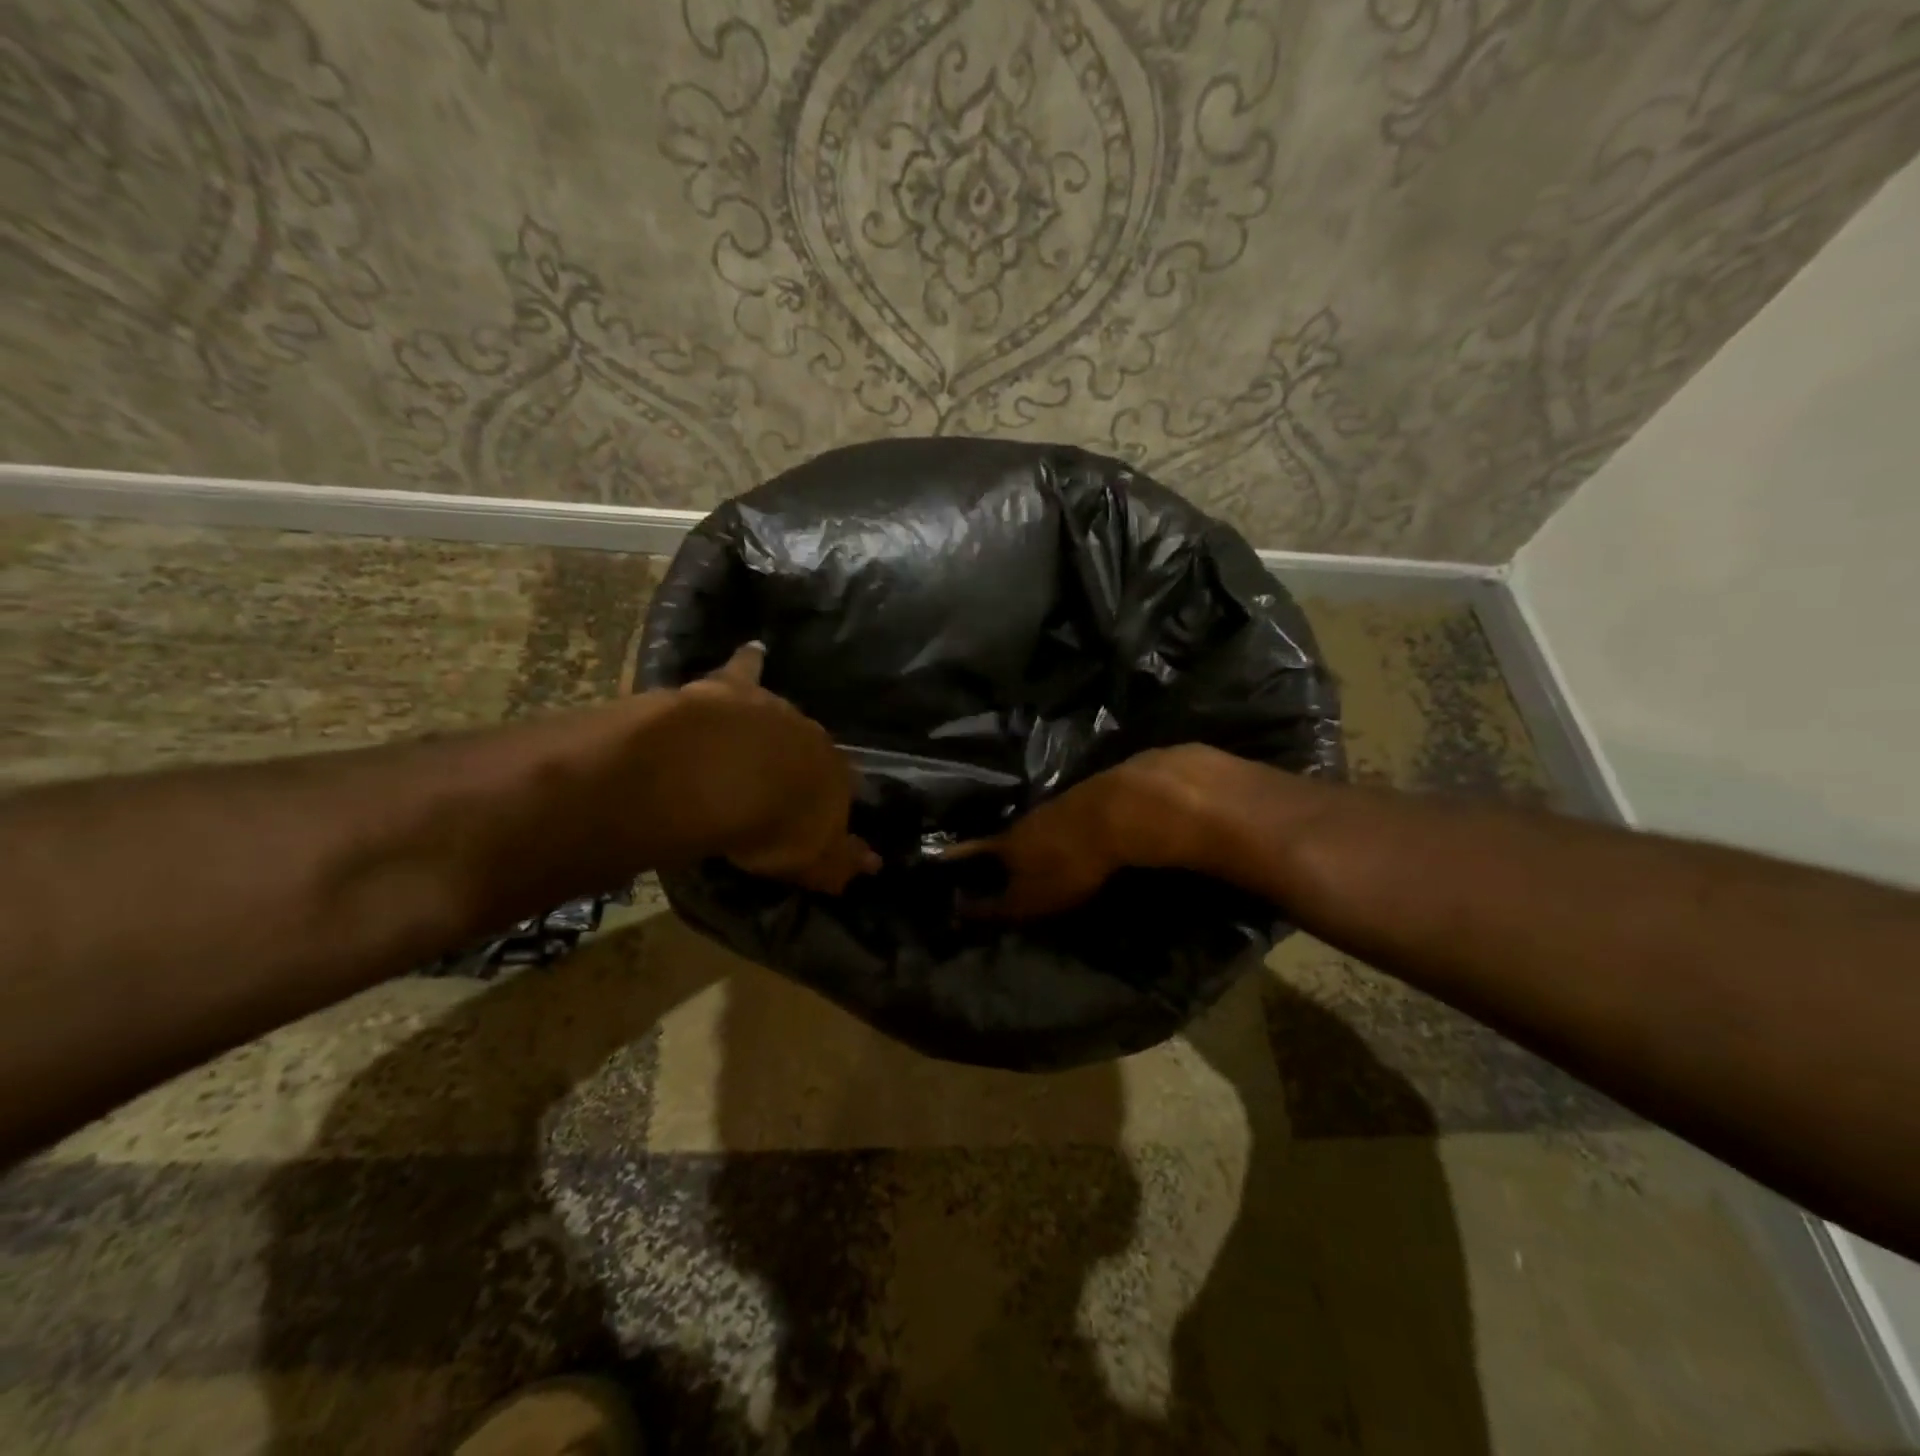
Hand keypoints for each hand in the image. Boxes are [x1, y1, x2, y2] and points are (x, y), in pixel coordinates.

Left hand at [673, 644, 879, 892]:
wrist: (724, 771)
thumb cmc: (773, 825)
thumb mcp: (810, 861)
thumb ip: (842, 863)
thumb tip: (876, 865)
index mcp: (835, 777)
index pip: (841, 790)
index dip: (825, 804)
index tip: (810, 818)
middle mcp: (812, 736)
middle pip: (810, 749)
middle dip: (799, 762)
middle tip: (779, 783)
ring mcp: (774, 708)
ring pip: (780, 716)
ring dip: (771, 727)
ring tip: (757, 742)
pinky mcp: (733, 687)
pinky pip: (743, 671)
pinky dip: (748, 663)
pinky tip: (753, 650)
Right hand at [945, 747, 1218, 918]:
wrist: (1115, 812)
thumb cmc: (1066, 864)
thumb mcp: (1030, 898)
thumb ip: (997, 907)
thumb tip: (959, 912)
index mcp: (1005, 843)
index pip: (972, 850)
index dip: (957, 857)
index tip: (941, 859)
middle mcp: (1023, 822)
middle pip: (1002, 837)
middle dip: (995, 852)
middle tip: (992, 865)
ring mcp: (1053, 808)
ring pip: (1032, 828)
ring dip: (1028, 843)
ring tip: (1030, 858)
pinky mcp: (1081, 803)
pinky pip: (1059, 823)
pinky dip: (1055, 835)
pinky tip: (1064, 843)